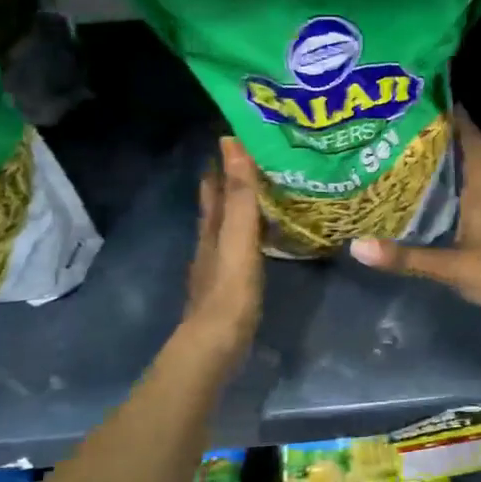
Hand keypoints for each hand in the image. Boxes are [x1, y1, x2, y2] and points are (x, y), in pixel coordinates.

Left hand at [180, 137, 264, 367]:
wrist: (216, 345)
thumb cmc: (230, 290)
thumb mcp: (239, 237)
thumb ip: (240, 195)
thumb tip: (231, 141)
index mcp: (212, 227)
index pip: (214, 184)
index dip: (224, 161)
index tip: (242, 136)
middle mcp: (211, 241)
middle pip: (219, 204)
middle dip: (234, 181)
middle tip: (261, 159)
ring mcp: (218, 265)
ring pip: (230, 226)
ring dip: (244, 208)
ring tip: (270, 192)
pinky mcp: (230, 285)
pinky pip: (242, 247)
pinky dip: (252, 234)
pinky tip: (265, 238)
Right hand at [352, 112, 480, 339]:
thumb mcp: (449, 266)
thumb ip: (405, 256)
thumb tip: (357, 246)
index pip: (476, 146)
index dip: (462, 123)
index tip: (441, 102)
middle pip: (477, 159)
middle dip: (453, 143)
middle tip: (420, 131)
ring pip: (479, 181)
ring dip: (458, 168)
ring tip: (424, 160)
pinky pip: (480, 203)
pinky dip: (462, 195)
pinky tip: (442, 202)